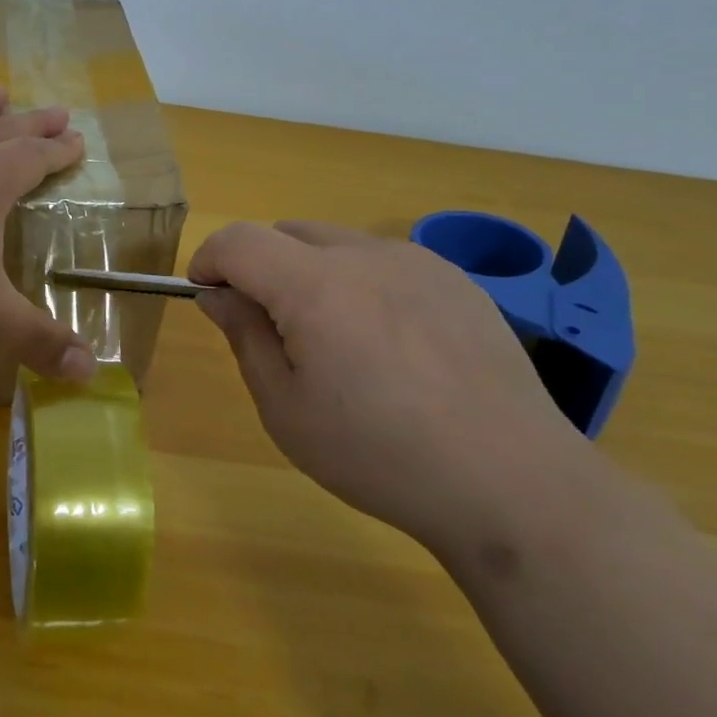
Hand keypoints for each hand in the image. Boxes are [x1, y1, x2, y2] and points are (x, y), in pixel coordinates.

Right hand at [189, 220, 583, 552]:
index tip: (205, 294)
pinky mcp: (456, 280)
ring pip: (336, 243)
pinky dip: (361, 282)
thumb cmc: (379, 455)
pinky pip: (385, 262)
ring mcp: (418, 262)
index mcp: (315, 287)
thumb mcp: (286, 409)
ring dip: (311, 272)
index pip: (239, 240)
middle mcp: (366, 256)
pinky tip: (390, 344)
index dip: (210, 260)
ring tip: (336, 339)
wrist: (510, 483)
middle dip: (260, 267)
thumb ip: (245, 337)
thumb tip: (218, 295)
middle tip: (271, 328)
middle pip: (286, 233)